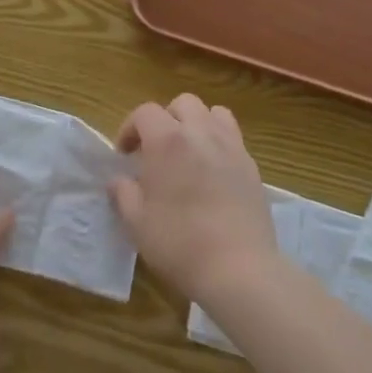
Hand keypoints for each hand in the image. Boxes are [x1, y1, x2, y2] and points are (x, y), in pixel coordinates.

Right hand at [110, 95, 279, 310]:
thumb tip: (119, 180)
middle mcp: (201, 133)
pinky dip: (219, 143)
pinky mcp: (252, 166)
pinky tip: (212, 173)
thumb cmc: (179, 243)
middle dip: (166, 119)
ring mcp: (231, 147)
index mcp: (167, 141)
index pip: (145, 112)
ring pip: (214, 113)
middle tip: (156, 149)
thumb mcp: (136, 222)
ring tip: (189, 152)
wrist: (238, 268)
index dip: (130, 128)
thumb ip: (123, 193)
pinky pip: (233, 138)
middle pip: (183, 103)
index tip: (124, 155)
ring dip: (197, 124)